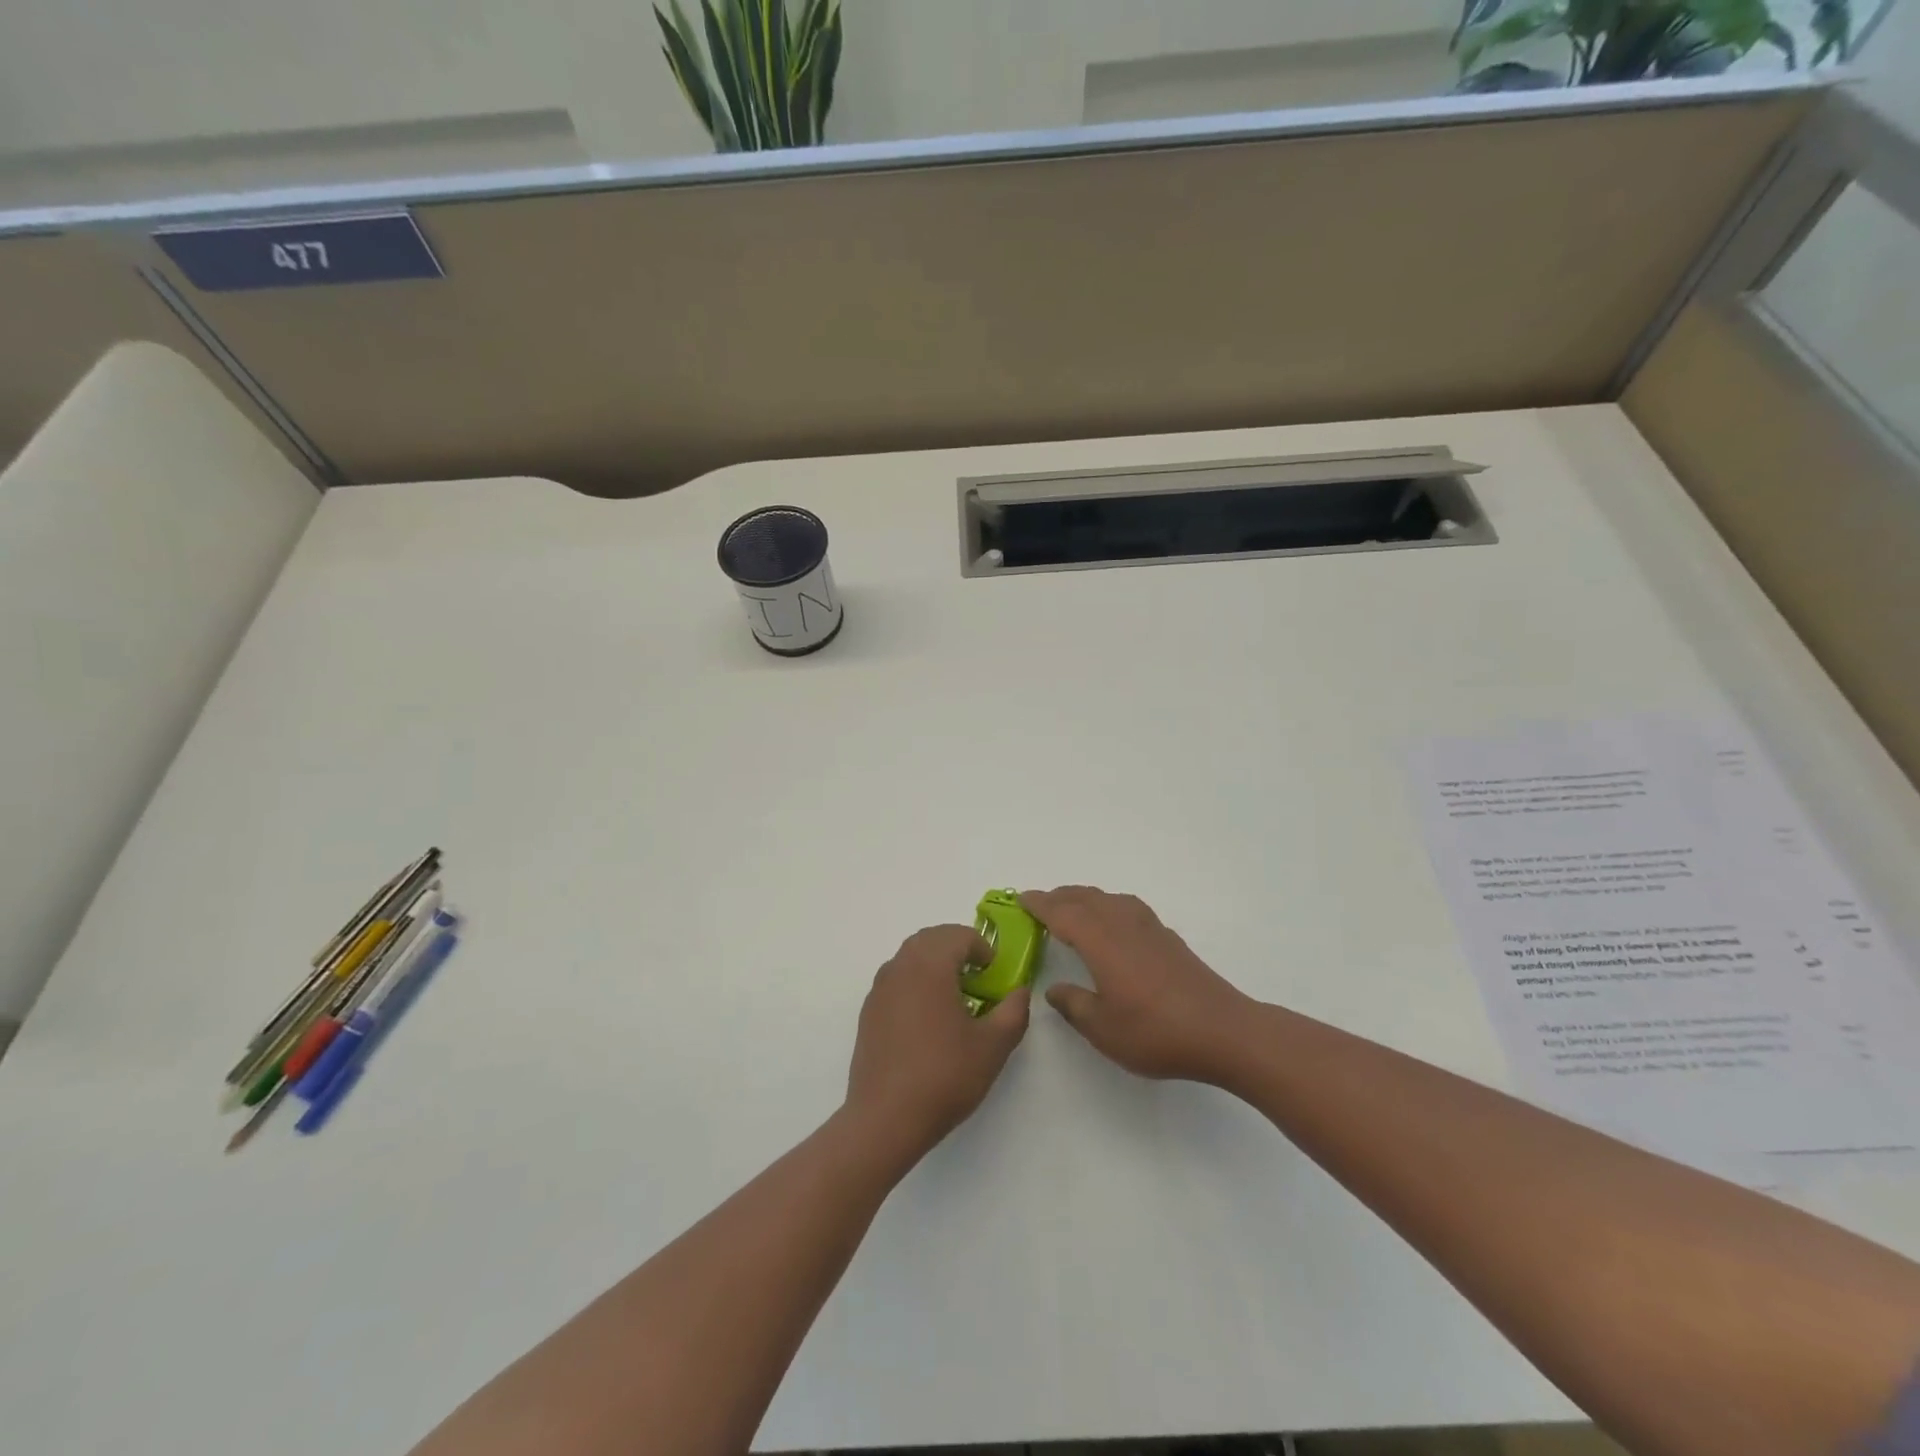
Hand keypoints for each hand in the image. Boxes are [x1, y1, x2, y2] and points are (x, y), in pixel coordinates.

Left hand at [844, 925, 1030, 1159]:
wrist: (885, 1119)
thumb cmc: (943, 1076)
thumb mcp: (993, 1046)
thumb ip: (1014, 1011)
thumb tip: (1020, 992)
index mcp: (930, 965)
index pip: (959, 935)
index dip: (983, 948)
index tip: (995, 974)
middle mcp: (900, 966)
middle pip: (932, 938)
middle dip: (958, 949)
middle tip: (979, 978)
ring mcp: (879, 989)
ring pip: (911, 957)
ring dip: (935, 964)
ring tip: (955, 998)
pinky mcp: (868, 1012)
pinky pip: (896, 979)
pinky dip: (916, 982)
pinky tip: (928, 1020)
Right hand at [1023, 886, 1253, 1082]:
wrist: (1223, 1031)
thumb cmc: (1155, 1031)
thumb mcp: (1103, 1028)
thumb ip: (1074, 1005)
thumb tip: (1054, 989)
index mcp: (1101, 940)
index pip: (1062, 913)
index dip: (1040, 905)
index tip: (1021, 899)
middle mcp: (1123, 924)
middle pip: (1085, 898)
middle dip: (1060, 897)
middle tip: (1040, 904)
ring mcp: (1149, 928)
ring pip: (1109, 899)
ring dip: (1085, 899)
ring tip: (1072, 910)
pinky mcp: (1168, 938)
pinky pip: (1127, 908)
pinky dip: (1108, 907)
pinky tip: (1113, 926)